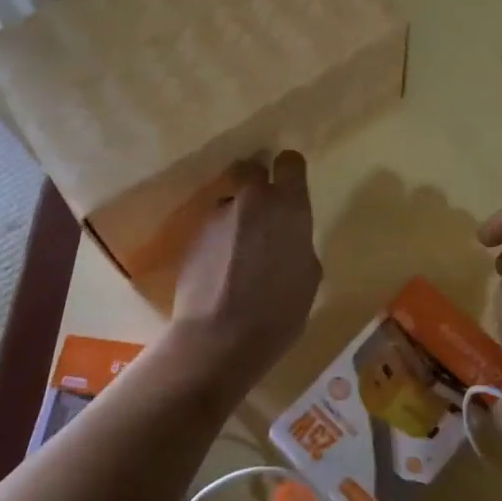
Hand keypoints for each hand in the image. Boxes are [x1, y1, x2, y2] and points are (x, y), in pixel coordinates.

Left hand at [170, 152, 320, 393]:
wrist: (220, 338)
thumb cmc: (279, 312)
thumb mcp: (308, 276)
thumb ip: (299, 243)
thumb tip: (287, 238)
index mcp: (288, 206)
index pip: (290, 162)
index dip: (290, 170)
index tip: (290, 184)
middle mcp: (252, 200)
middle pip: (251, 169)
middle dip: (257, 182)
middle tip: (262, 211)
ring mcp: (217, 216)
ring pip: (229, 203)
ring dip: (236, 217)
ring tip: (238, 253)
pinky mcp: (192, 236)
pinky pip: (212, 228)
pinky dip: (218, 241)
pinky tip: (220, 270)